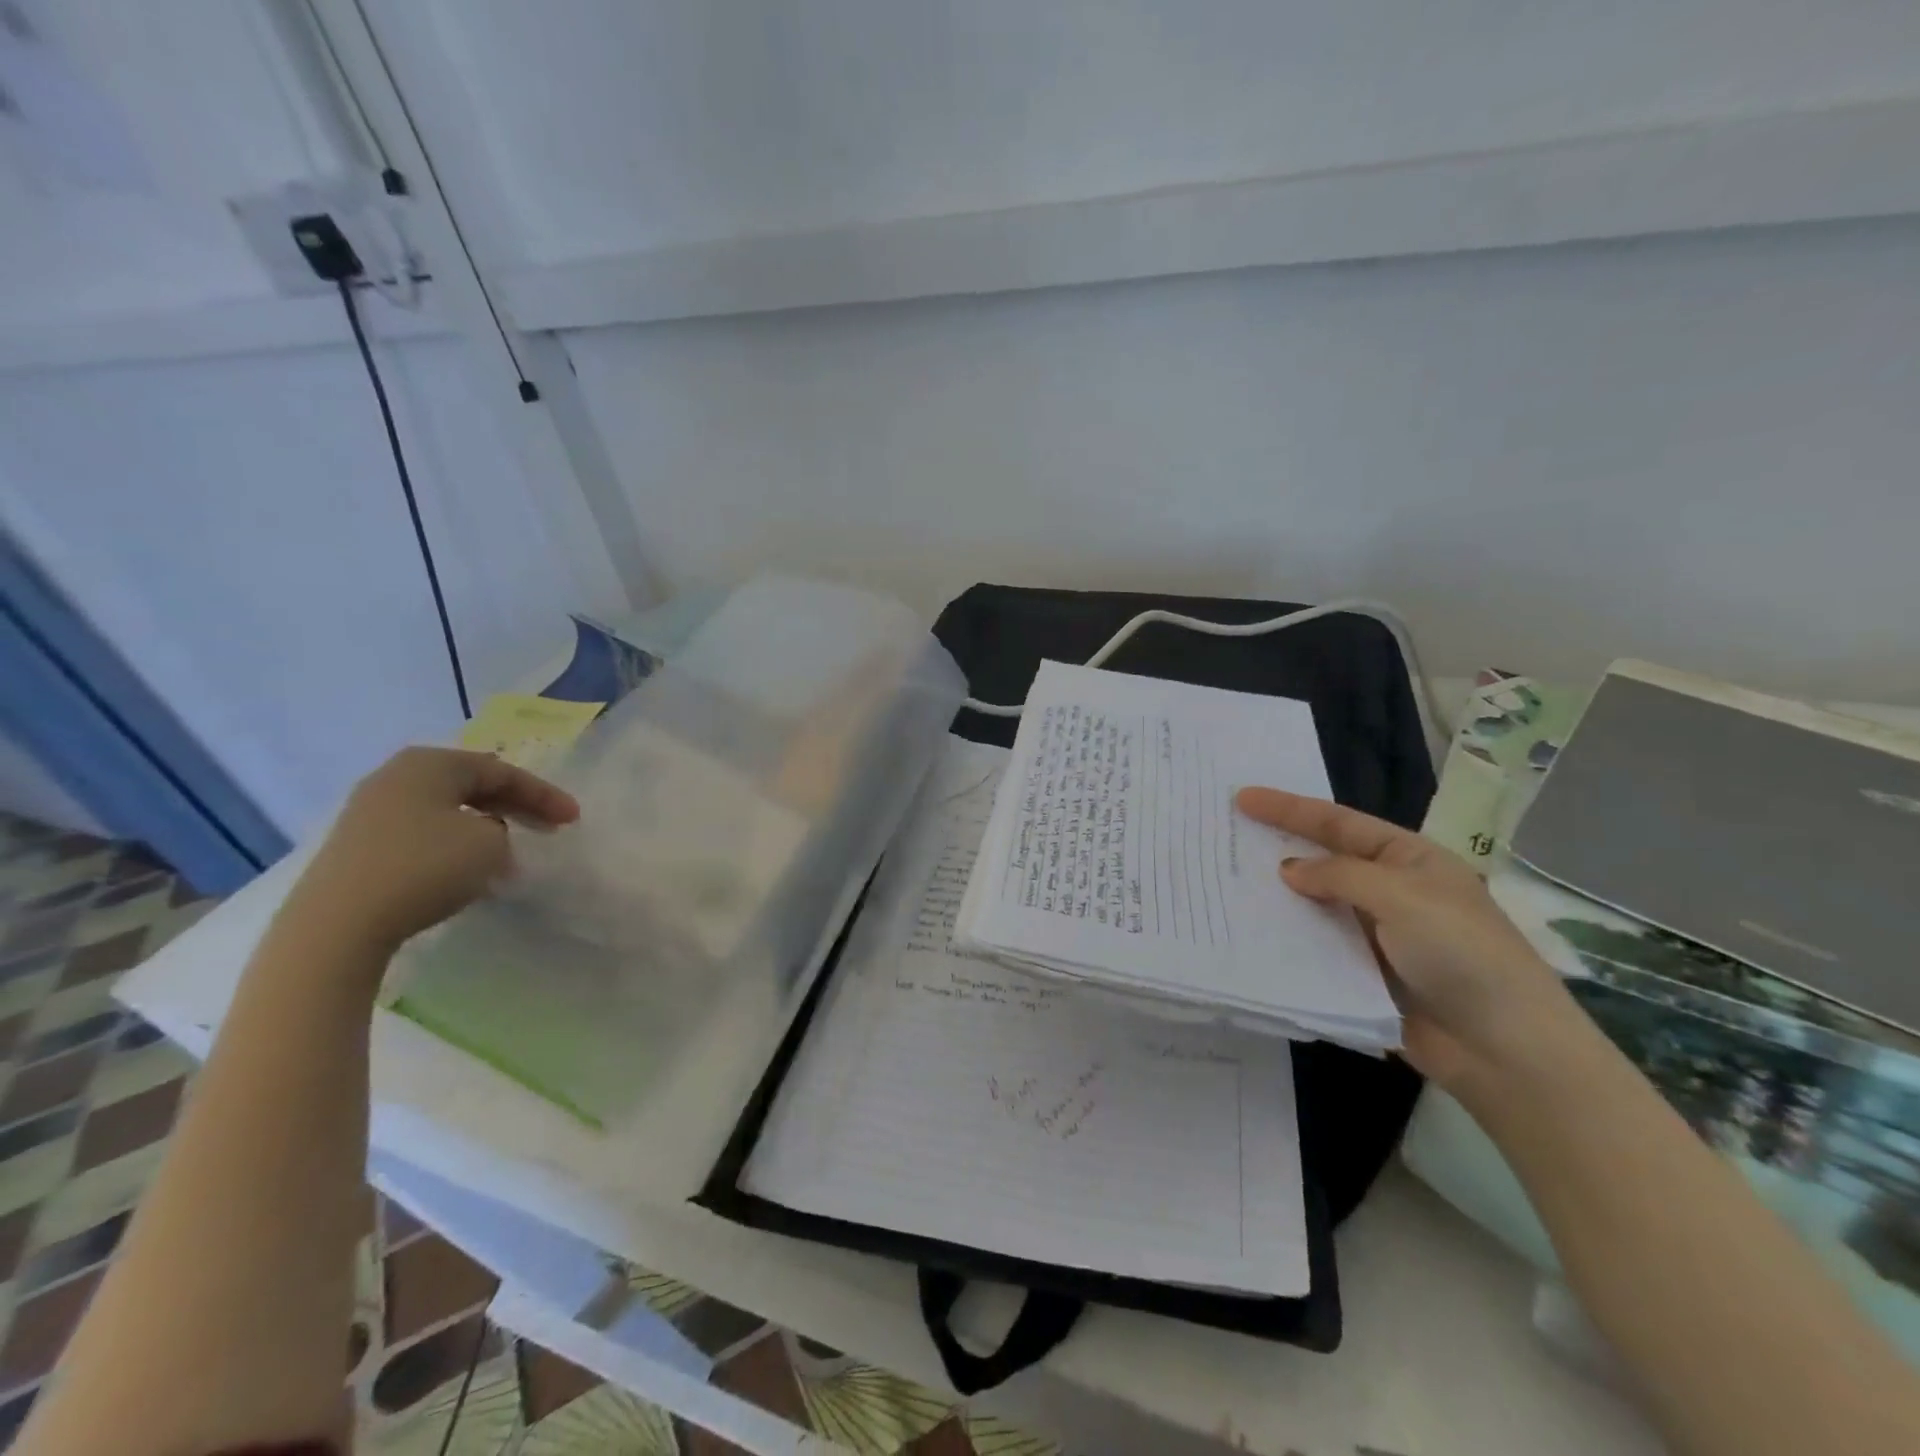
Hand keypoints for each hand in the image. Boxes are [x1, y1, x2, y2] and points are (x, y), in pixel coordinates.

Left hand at [290, 748, 579, 954]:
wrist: (337, 926)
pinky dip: (455, 844)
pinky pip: (423, 833)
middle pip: (472, 785)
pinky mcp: (358, 847)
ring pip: (447, 809)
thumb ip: (500, 830)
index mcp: (430, 764)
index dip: (544, 794)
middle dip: (517, 806)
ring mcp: (371, 812)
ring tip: (512, 850)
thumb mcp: (490, 843)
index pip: (502, 771)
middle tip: (551, 828)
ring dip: (487, 827)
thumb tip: (482, 835)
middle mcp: (397, 777)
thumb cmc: (424, 868)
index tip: (574, 819)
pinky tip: (468, 868)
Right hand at [1235, 787, 1576, 1088]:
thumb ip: (1338, 876)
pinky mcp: (1361, 974)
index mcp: (1407, 859)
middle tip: (1226, 836)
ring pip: (1314, 906)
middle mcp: (1388, 890)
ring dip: (1277, 897)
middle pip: (1322, 860)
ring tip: (1226, 883)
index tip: (1242, 798)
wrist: (1504, 1048)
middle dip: (1277, 848)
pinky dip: (1286, 938)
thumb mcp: (1401, 896)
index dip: (1289, 809)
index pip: (1338, 823)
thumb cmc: (1461, 953)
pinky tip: (1251, 933)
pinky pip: (1315, 947)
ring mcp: (1374, 934)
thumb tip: (1288, 871)